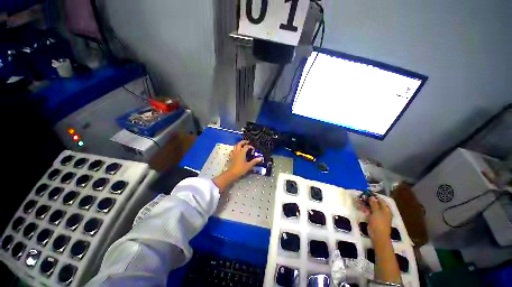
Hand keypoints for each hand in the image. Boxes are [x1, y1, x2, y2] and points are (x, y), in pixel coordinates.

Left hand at [227, 140, 262, 178]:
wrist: (232, 174)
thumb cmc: (240, 169)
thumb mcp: (249, 165)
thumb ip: (254, 161)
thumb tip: (260, 158)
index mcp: (242, 153)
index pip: (246, 146)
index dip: (250, 146)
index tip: (253, 149)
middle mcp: (237, 152)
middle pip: (239, 144)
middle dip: (243, 142)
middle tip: (247, 142)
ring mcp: (233, 154)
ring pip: (235, 146)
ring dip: (238, 145)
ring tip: (242, 145)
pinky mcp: (231, 157)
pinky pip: (232, 151)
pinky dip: (234, 150)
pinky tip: (236, 151)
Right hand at [359, 196, 392, 241]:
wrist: (378, 235)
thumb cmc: (379, 222)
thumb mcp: (376, 211)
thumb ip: (374, 203)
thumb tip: (372, 196)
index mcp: (386, 209)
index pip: (380, 200)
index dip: (374, 196)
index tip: (367, 193)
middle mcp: (383, 211)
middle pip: (375, 203)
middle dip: (368, 200)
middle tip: (361, 197)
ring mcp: (378, 215)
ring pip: (371, 207)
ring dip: (365, 204)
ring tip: (358, 201)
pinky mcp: (373, 219)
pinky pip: (369, 212)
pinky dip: (365, 209)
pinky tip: (361, 207)